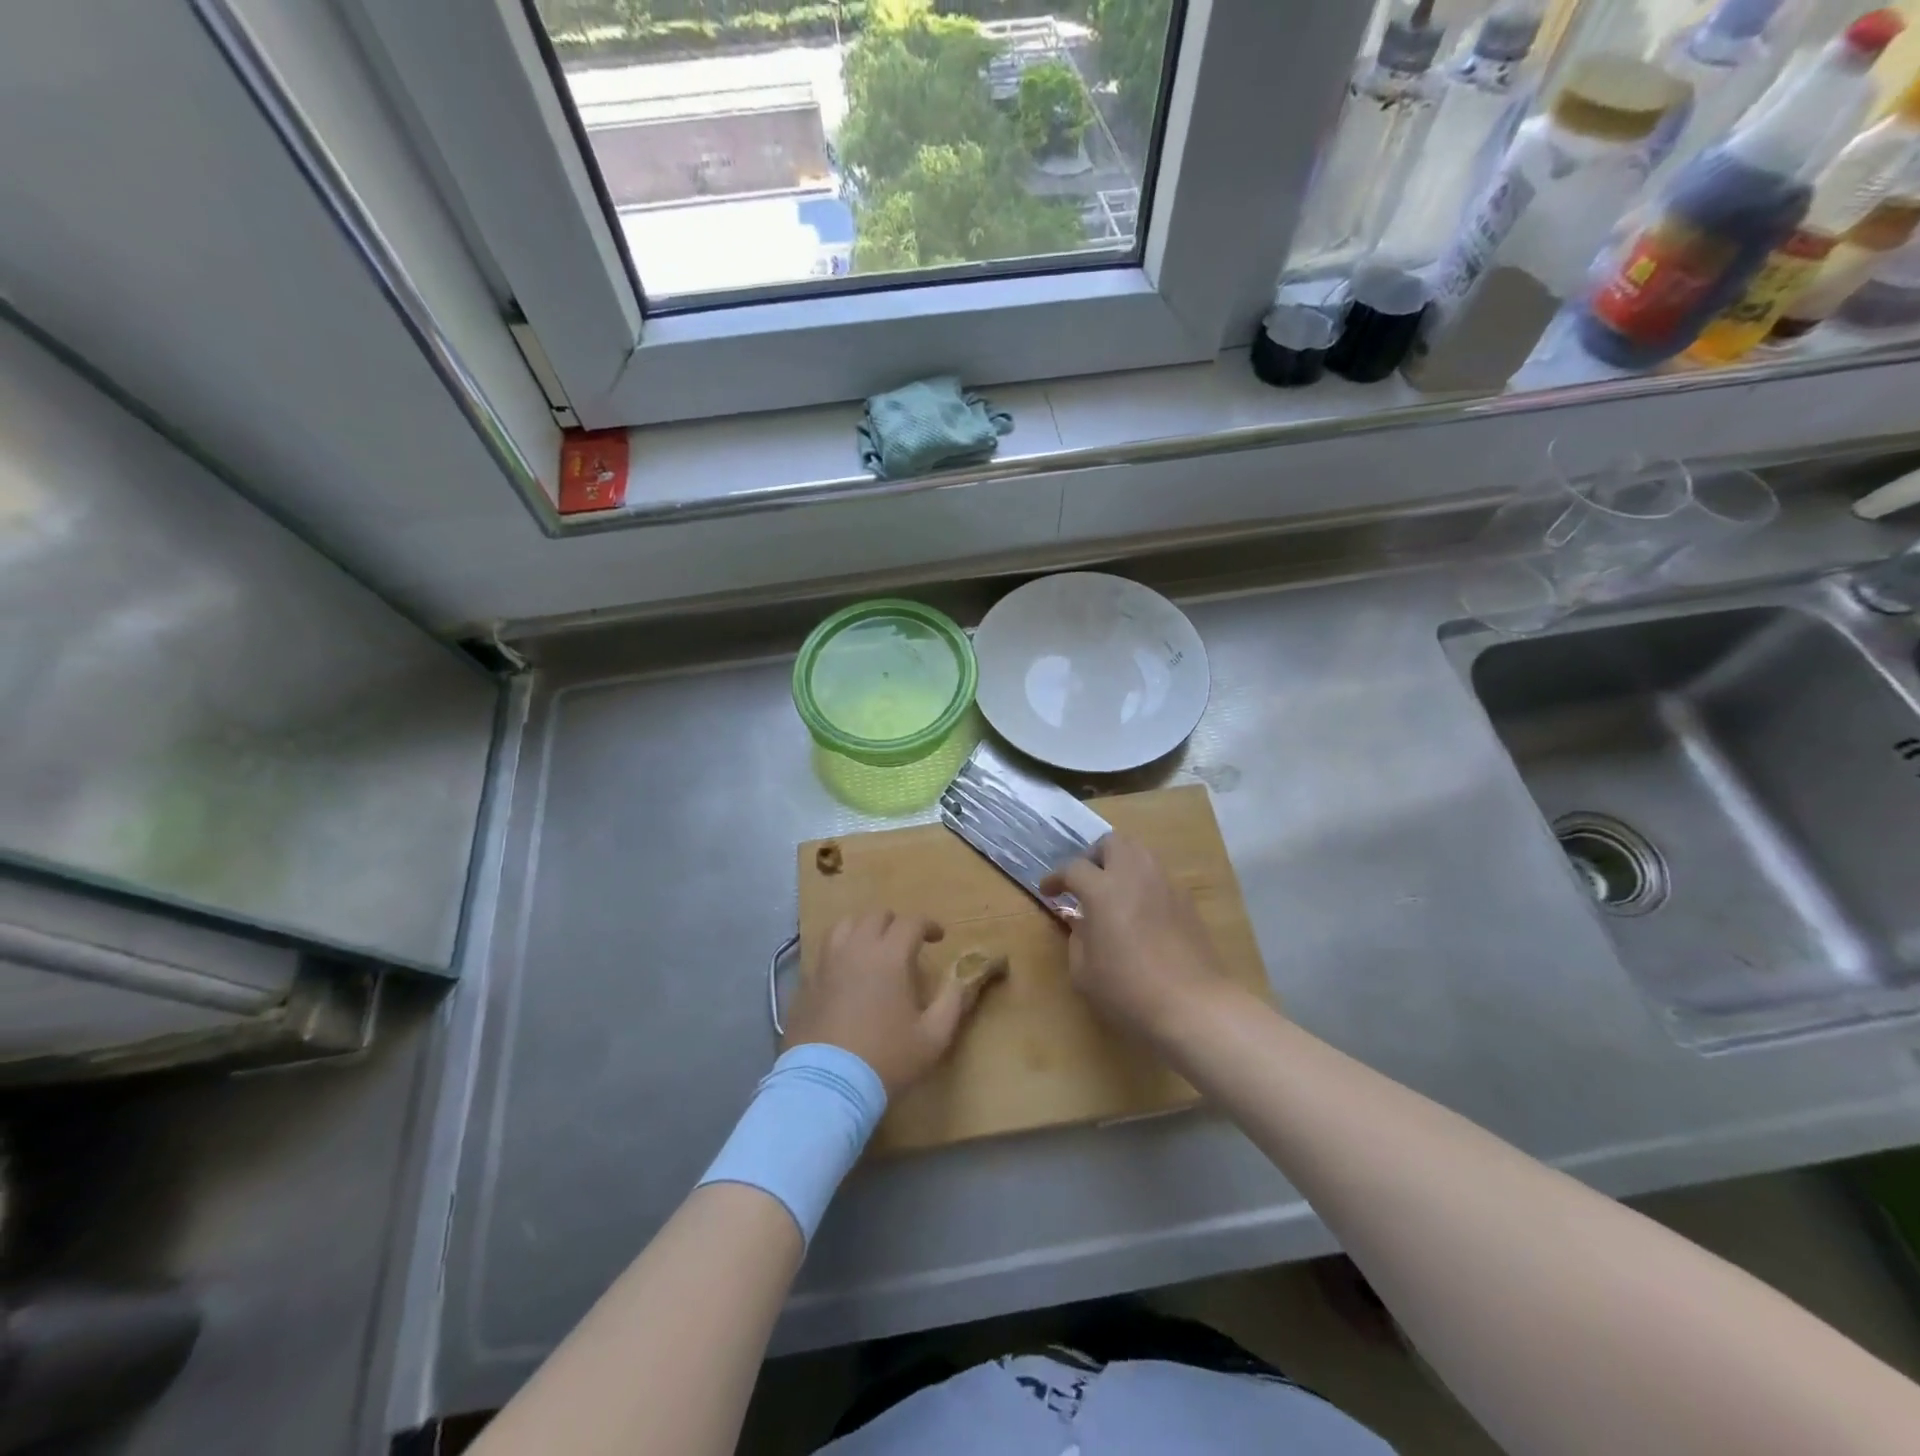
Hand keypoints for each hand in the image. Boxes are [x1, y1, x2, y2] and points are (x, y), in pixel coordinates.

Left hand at [783, 912, 986, 1097]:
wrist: (827, 1085)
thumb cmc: (886, 1058)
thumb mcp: (933, 1037)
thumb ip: (953, 1002)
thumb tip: (962, 980)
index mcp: (889, 956)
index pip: (911, 922)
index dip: (928, 924)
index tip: (939, 937)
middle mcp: (856, 949)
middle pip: (876, 915)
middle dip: (896, 923)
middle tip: (906, 942)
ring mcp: (826, 963)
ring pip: (845, 925)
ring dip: (864, 929)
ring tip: (873, 948)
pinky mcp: (806, 981)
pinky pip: (824, 951)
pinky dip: (840, 950)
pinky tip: (846, 971)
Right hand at [1042, 834, 1232, 1036]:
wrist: (1192, 1005)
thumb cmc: (1128, 990)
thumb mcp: (1084, 971)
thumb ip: (1077, 938)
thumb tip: (1081, 922)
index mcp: (1103, 890)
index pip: (1074, 868)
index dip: (1056, 878)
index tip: (1048, 891)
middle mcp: (1135, 875)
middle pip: (1112, 842)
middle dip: (1093, 856)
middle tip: (1085, 881)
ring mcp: (1165, 884)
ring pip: (1140, 852)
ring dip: (1121, 863)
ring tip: (1112, 891)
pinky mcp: (1186, 900)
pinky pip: (1159, 875)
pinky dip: (1143, 882)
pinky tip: (1140, 910)